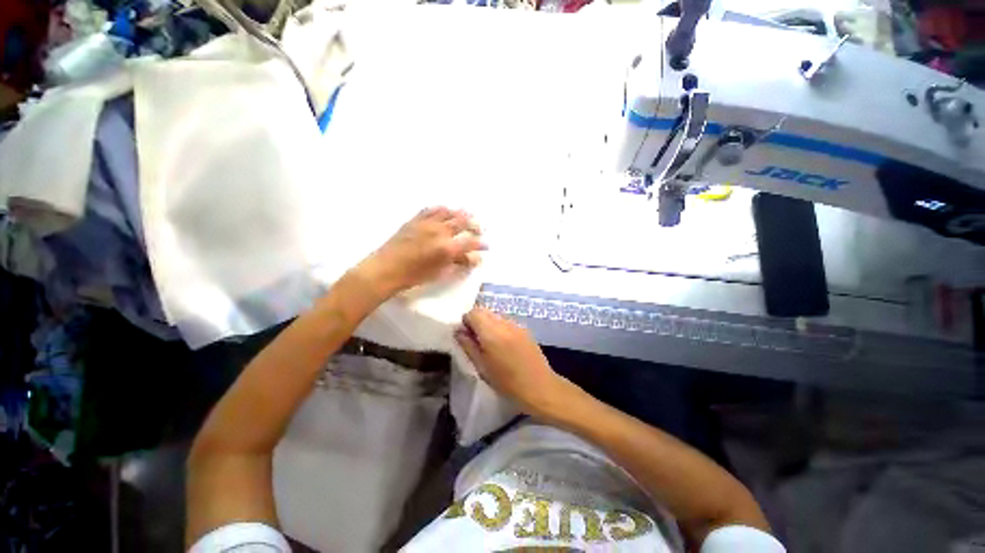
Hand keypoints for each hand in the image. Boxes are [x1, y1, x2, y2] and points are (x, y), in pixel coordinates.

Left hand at [356, 207, 485, 297]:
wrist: (386, 269)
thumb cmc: (414, 276)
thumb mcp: (440, 273)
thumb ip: (459, 263)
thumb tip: (475, 258)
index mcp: (447, 248)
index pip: (471, 242)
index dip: (481, 244)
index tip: (487, 245)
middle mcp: (440, 231)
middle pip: (463, 222)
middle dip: (475, 224)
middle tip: (480, 228)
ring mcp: (427, 223)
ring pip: (449, 212)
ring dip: (460, 213)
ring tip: (467, 215)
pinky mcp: (415, 219)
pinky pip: (431, 209)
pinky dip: (442, 209)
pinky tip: (446, 210)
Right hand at [454, 307, 576, 418]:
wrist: (539, 387)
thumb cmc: (507, 382)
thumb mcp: (482, 366)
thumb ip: (468, 345)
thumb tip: (458, 331)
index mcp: (492, 332)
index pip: (473, 312)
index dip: (466, 321)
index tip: (466, 336)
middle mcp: (504, 323)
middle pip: (485, 311)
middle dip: (476, 321)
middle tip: (476, 340)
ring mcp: (516, 324)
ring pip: (496, 316)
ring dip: (488, 324)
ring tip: (490, 344)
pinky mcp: (525, 329)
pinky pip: (506, 322)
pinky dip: (499, 327)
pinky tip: (503, 345)